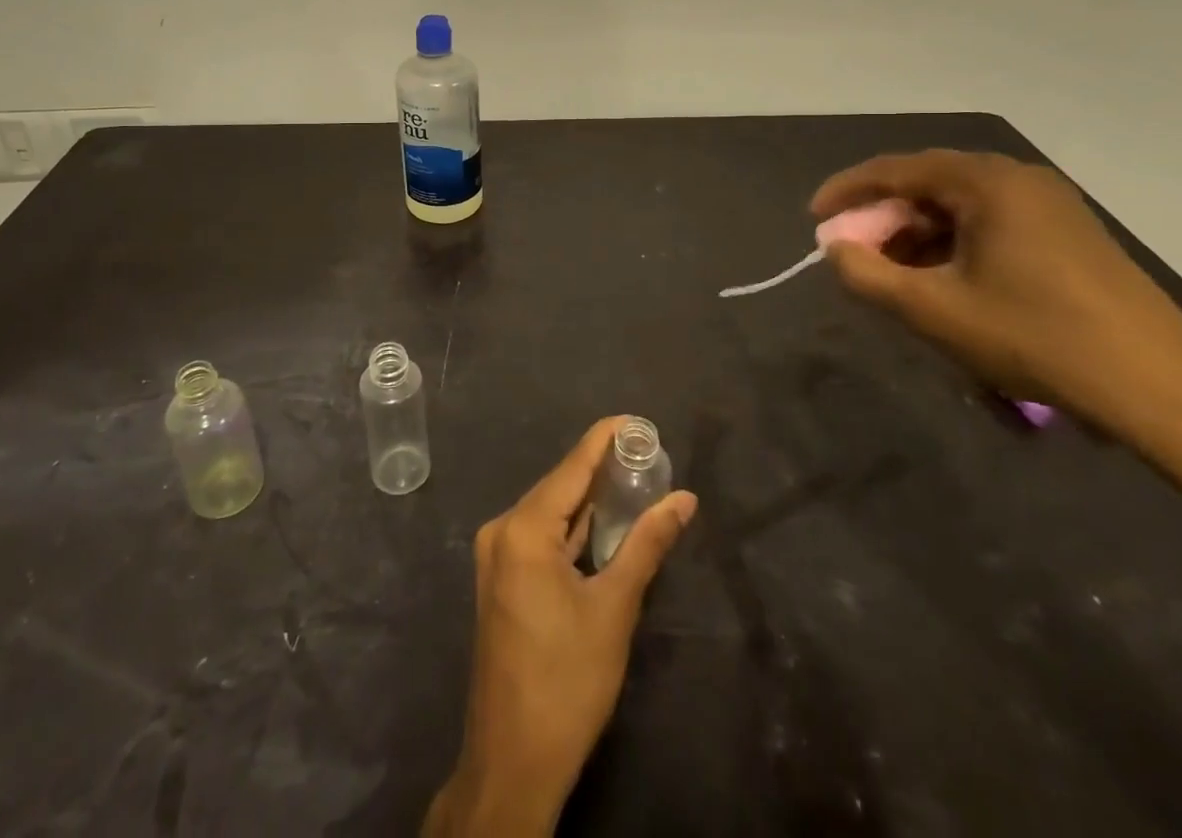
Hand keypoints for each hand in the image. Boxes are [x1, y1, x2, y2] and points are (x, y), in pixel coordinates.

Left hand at [424, 417, 697, 837]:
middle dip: (601, 468)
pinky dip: (572, 527)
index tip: (636, 420)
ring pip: (550, 512)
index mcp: (523, 529)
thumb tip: (684, 499)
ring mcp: (497, 556)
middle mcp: (502, 530)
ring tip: (633, 478)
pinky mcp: (502, 579)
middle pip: (559, 486)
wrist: (513, 761)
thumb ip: (647, 545)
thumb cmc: (567, 681)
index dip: (604, 439)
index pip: (572, 467)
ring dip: (588, 499)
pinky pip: (540, 536)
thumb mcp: (614, 608)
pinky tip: (602, 521)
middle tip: (646, 453)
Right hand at [811, 150, 1181, 439]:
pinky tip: (944, 282)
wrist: (1162, 391)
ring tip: (894, 275)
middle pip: (928, 184)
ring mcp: (1051, 205)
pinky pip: (990, 223)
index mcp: (987, 182)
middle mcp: (1019, 179)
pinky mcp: (1070, 234)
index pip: (896, 169)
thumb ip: (867, 275)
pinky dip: (953, 245)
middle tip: (854, 253)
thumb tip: (835, 249)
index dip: (847, 192)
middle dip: (882, 218)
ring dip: (916, 234)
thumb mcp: (933, 311)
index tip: (814, 219)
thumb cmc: (1036, 339)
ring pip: (959, 206)